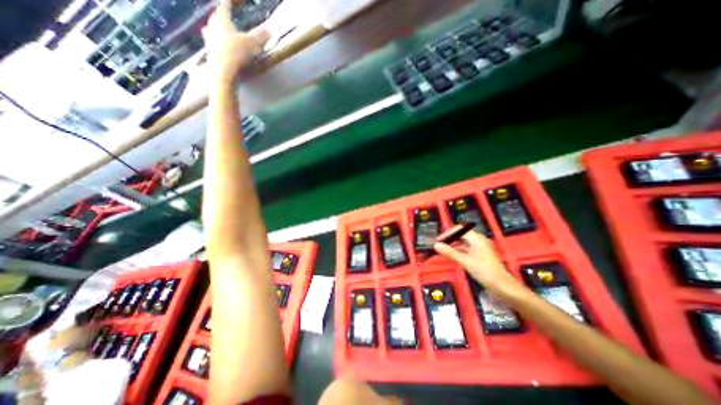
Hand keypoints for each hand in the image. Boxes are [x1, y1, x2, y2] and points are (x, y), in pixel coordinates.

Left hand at [200, 0, 270, 84]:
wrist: (223, 71)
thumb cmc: (236, 53)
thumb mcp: (252, 44)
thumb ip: (260, 36)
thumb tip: (270, 29)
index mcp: (221, 19)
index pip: (225, 5)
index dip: (232, 1)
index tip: (238, 1)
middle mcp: (212, 25)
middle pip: (217, 17)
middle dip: (224, 17)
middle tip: (231, 18)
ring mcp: (209, 39)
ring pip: (214, 30)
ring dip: (221, 31)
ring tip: (228, 34)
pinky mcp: (210, 52)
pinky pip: (215, 43)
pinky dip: (221, 44)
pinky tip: (226, 49)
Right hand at [434, 229, 528, 303]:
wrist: (503, 286)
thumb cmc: (484, 271)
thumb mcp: (465, 261)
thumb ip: (450, 252)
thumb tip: (436, 245)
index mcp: (477, 238)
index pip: (459, 229)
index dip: (447, 233)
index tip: (439, 240)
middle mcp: (479, 240)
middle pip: (462, 234)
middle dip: (450, 238)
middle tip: (440, 245)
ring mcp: (481, 248)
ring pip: (464, 242)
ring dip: (454, 245)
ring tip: (444, 250)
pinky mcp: (482, 255)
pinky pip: (468, 249)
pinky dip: (459, 250)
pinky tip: (453, 256)